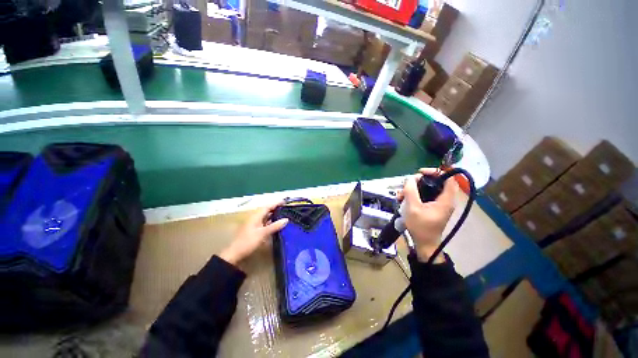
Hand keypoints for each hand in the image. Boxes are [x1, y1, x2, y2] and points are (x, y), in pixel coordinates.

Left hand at [219, 202, 288, 264]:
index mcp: (256, 216)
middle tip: (285, 208)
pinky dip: (270, 221)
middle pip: (266, 210)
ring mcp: (254, 224)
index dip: (276, 203)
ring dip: (273, 214)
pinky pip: (264, 222)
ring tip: (283, 214)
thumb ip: (275, 226)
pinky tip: (275, 224)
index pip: (267, 206)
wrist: (235, 253)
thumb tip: (286, 219)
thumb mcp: (263, 233)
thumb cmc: (248, 241)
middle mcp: (255, 218)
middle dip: (275, 208)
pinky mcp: (254, 230)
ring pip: (265, 216)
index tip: (284, 201)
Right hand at [397, 168, 457, 262]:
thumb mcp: (413, 207)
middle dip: (418, 182)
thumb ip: (411, 191)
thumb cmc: (421, 227)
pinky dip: (413, 196)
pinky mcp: (432, 207)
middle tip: (406, 186)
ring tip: (401, 196)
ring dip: (412, 190)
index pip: (448, 178)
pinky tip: (403, 200)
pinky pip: (424, 196)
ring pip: (427, 189)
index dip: (436, 172)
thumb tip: (410, 179)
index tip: (420, 172)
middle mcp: (444, 200)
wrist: (424, 244)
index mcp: (445, 200)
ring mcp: (438, 204)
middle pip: (435, 183)